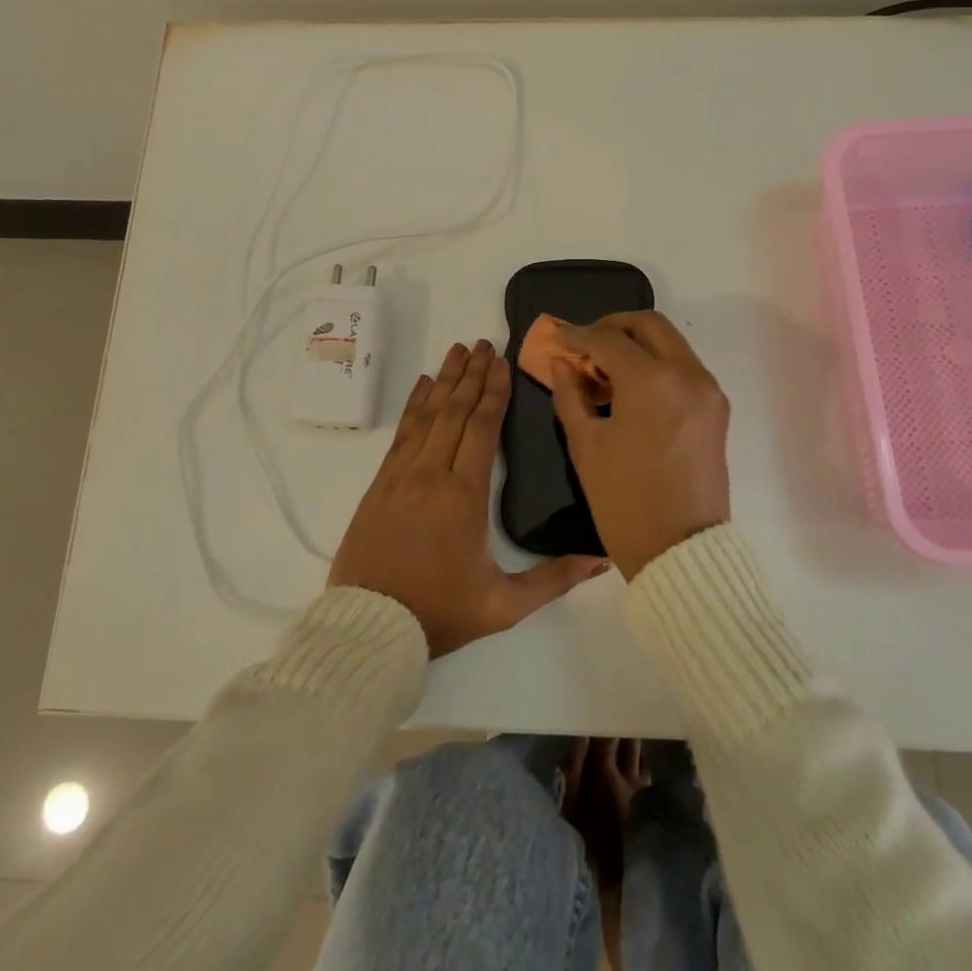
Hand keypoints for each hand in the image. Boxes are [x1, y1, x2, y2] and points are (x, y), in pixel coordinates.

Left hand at [329, 339, 611, 656]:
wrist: (370, 627)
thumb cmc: (440, 614)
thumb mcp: (504, 605)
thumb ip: (554, 580)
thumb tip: (601, 561)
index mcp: (464, 496)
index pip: (482, 428)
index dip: (493, 392)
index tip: (501, 361)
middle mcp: (430, 474)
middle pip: (454, 412)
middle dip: (471, 374)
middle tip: (483, 343)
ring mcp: (400, 476)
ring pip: (425, 416)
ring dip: (443, 381)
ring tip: (456, 350)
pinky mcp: (380, 485)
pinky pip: (401, 434)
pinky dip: (414, 406)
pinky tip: (421, 387)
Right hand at [548, 312, 730, 580]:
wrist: (680, 551)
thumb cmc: (623, 500)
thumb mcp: (586, 445)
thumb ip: (570, 394)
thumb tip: (562, 363)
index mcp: (652, 382)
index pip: (608, 339)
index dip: (576, 335)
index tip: (555, 336)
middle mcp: (687, 374)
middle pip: (648, 325)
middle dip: (612, 327)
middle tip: (584, 345)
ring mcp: (708, 390)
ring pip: (670, 343)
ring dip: (636, 344)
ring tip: (604, 369)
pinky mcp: (717, 408)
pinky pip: (683, 367)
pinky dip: (656, 364)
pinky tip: (631, 388)